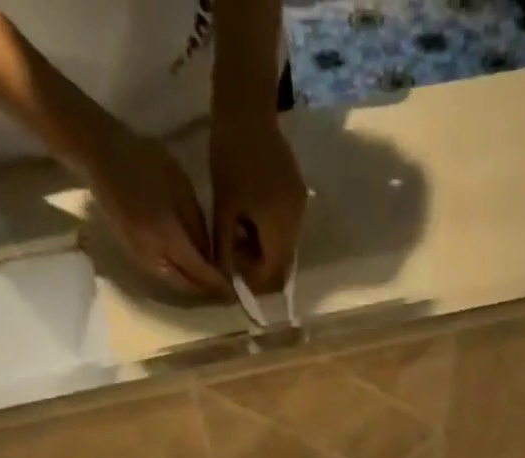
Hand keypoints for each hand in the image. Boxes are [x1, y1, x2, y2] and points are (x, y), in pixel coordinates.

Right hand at [82, 124, 228, 296]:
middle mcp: (154, 257)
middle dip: (210, 292)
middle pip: (188, 287)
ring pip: (176, 285)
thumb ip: (198, 228)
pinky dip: (181, 279)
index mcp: (167, 237)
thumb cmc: (143, 161)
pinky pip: (164, 277)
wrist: (99, 155)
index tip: (238, 290)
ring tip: (214, 285)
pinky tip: (193, 273)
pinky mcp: (135, 256)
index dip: (220, 284)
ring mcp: (141, 259)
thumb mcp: (181, 188)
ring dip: (195, 289)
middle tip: (229, 292)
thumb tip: (212, 258)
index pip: (200, 272)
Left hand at [210, 111, 306, 291]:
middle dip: (258, 265)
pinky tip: (251, 215)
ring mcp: (301, 209)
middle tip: (233, 248)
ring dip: (263, 249)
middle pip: (281, 265)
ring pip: (284, 248)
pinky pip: (286, 228)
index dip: (252, 280)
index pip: (272, 275)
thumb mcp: (223, 209)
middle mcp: (297, 224)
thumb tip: (227, 280)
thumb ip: (226, 249)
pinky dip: (269, 232)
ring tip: (240, 229)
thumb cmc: (230, 158)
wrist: (247, 109)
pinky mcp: (299, 195)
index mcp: (279, 228)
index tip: (232, 268)